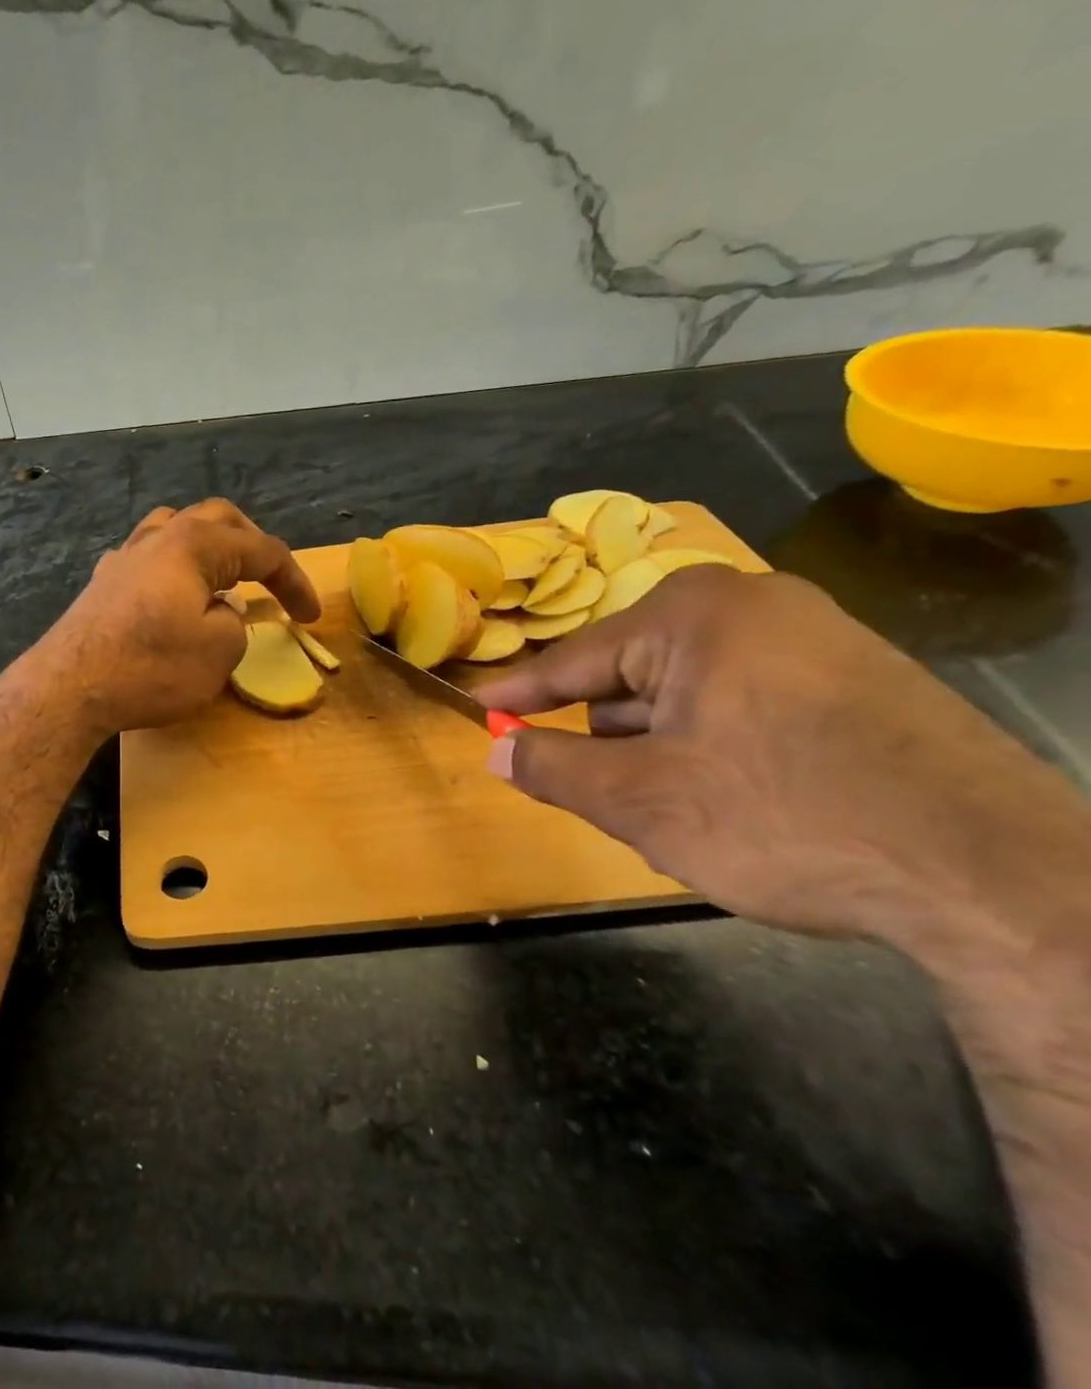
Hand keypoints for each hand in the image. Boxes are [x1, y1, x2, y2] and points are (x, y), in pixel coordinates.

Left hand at [30, 499, 319, 737]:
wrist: (69, 688)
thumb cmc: (150, 668)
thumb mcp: (218, 652)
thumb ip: (235, 623)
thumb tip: (221, 611)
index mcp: (195, 544)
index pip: (262, 551)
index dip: (294, 582)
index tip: (310, 616)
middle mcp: (158, 537)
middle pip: (218, 520)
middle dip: (252, 546)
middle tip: (270, 580)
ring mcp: (124, 557)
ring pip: (176, 530)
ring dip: (209, 548)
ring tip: (221, 579)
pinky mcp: (102, 583)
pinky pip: (147, 558)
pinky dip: (173, 568)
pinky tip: (171, 596)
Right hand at [473, 565, 1088, 946]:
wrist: (1007, 880)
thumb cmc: (789, 819)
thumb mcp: (641, 801)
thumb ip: (552, 769)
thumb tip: (496, 755)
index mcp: (694, 616)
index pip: (575, 660)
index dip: (520, 695)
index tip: (481, 712)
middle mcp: (755, 607)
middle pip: (633, 676)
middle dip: (606, 735)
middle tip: (592, 788)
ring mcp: (817, 639)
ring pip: (688, 694)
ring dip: (659, 747)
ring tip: (672, 809)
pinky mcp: (860, 682)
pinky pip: (744, 703)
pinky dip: (713, 746)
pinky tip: (732, 802)